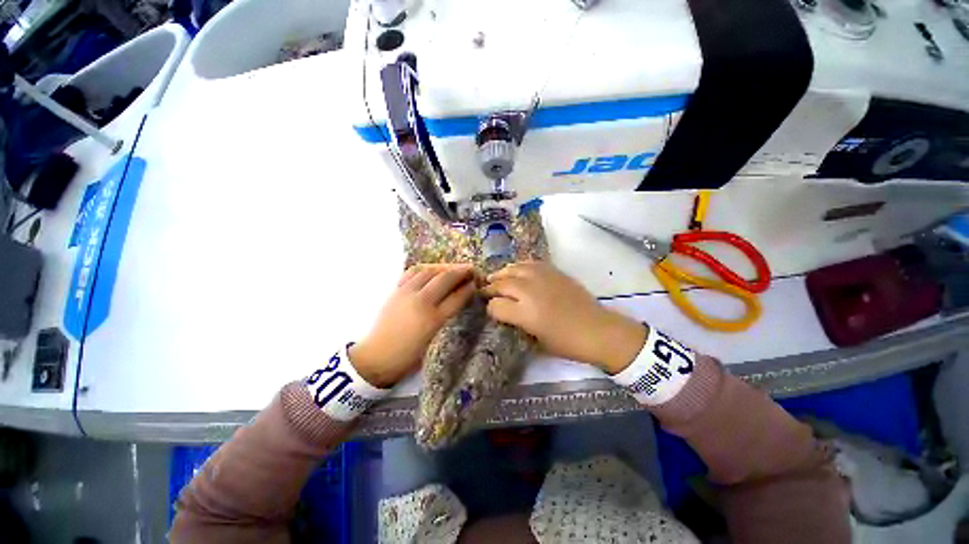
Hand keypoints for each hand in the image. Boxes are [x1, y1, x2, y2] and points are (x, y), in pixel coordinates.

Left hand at [349, 264, 475, 387]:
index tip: (476, 283)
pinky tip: (431, 270)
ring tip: (452, 268)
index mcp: (433, 319)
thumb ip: (446, 316)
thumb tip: (457, 298)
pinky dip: (425, 269)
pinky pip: (412, 272)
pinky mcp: (396, 291)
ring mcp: (407, 293)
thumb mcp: (433, 339)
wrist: (376, 357)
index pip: (457, 297)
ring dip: (444, 267)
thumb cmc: (408, 356)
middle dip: (461, 272)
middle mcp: (421, 302)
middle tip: (470, 270)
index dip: (469, 288)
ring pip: (429, 271)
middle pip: (445, 279)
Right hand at [482, 262, 646, 373]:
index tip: (489, 310)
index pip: (496, 305)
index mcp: (525, 313)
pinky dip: (519, 266)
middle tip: (485, 290)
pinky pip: (530, 263)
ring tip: (497, 277)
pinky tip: (518, 271)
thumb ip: (516, 324)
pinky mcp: (554, 271)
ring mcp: (542, 277)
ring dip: (502, 273)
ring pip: (514, 269)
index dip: (490, 308)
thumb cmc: (566, 342)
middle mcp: (530, 291)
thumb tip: (505, 313)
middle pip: (502, 283)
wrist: (597, 330)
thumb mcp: (536, 341)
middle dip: (491, 287)